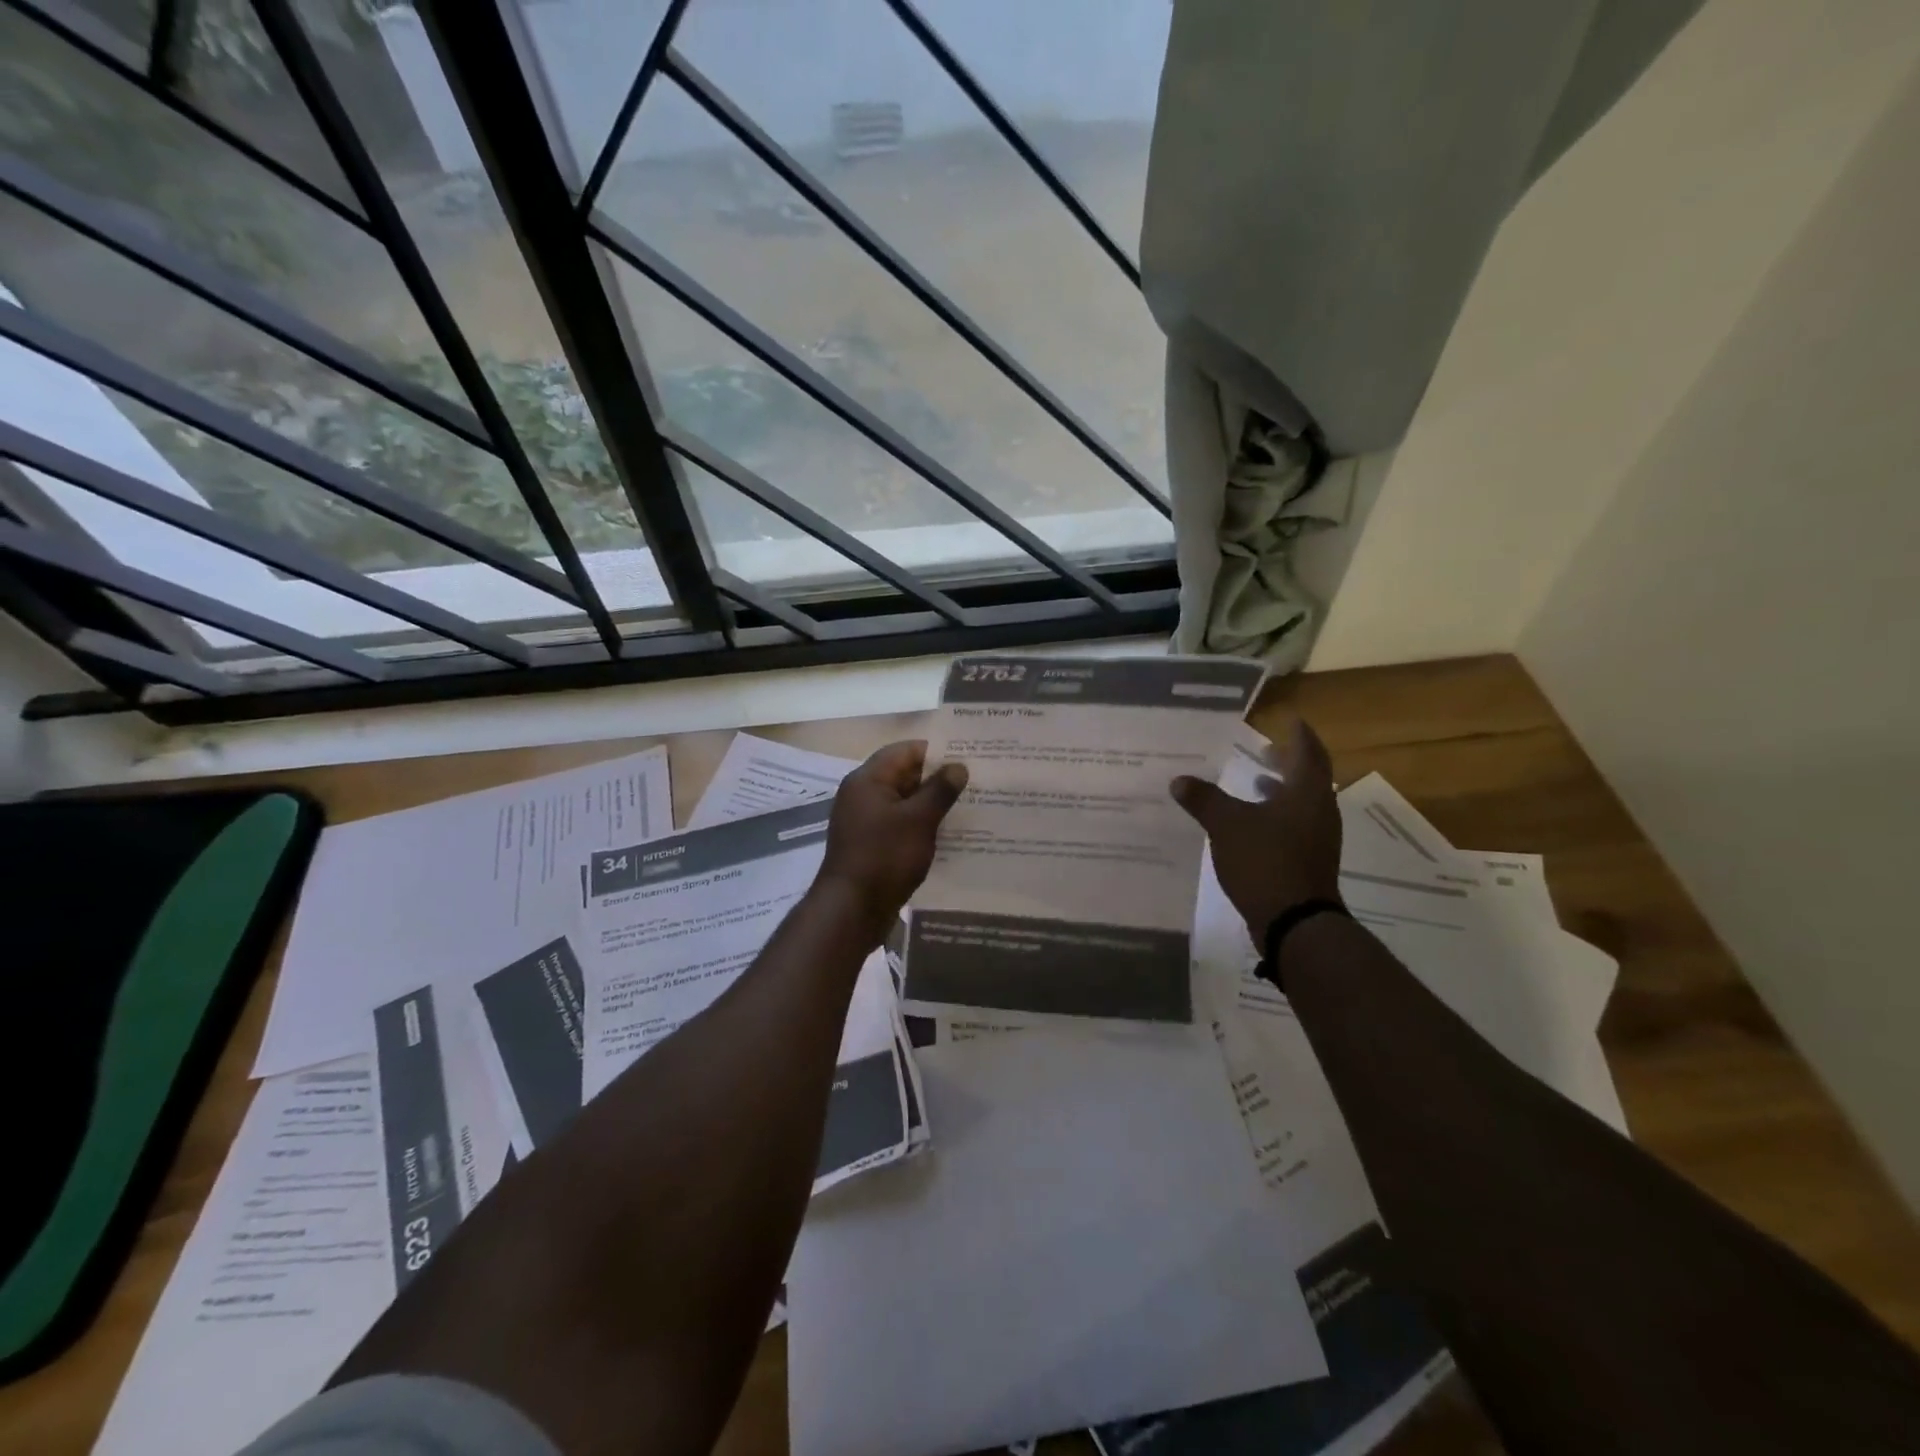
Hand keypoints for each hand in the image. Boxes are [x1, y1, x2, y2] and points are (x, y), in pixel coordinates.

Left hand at [816, 740, 967, 938]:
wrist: (852, 910)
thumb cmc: (885, 857)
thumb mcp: (918, 820)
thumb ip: (939, 790)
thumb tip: (958, 766)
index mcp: (867, 780)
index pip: (904, 751)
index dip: (935, 751)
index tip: (967, 757)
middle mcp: (862, 795)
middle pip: (903, 775)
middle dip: (936, 778)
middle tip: (975, 782)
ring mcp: (865, 821)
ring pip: (903, 802)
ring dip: (931, 804)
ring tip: (968, 806)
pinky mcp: (871, 845)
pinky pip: (900, 824)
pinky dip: (921, 825)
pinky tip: (948, 834)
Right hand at [1170, 720, 1342, 943]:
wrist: (1295, 921)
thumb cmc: (1265, 860)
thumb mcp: (1226, 825)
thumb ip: (1204, 799)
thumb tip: (1179, 780)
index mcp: (1307, 793)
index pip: (1308, 752)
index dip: (1299, 735)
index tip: (1290, 720)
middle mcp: (1319, 811)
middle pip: (1308, 777)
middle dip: (1287, 762)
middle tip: (1267, 750)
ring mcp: (1318, 839)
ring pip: (1302, 804)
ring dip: (1281, 790)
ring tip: (1256, 783)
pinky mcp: (1309, 861)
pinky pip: (1295, 826)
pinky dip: (1276, 815)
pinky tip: (1252, 823)